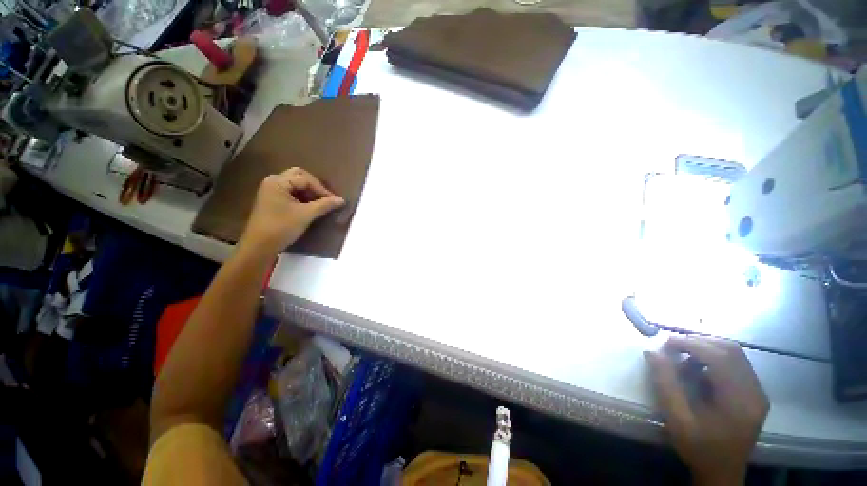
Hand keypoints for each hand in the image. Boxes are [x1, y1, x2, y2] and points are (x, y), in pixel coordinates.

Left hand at [238, 167, 344, 256]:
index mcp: (278, 182)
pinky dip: (302, 197)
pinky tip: (310, 207)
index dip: (322, 189)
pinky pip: (291, 193)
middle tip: (326, 198)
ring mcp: (271, 191)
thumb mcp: (305, 215)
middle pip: (299, 177)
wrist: (259, 247)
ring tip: (321, 204)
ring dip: (309, 192)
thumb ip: (325, 205)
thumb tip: (341, 200)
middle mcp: (273, 182)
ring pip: (295, 185)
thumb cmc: (281, 227)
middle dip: (315, 186)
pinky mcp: (272, 201)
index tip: (335, 201)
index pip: (306, 179)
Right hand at [645, 336, 768, 485]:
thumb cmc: (699, 449)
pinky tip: (698, 370)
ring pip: (735, 354)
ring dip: (706, 349)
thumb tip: (652, 352)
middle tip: (673, 347)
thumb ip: (665, 384)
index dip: (692, 344)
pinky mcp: (755, 394)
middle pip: (731, 350)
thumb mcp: (677, 420)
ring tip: (683, 358)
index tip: (666, 342)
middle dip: (699, 342)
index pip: (721, 358)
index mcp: (739, 402)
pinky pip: (736, 364)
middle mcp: (755, 393)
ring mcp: (758, 392)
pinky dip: (714, 359)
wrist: (722, 473)